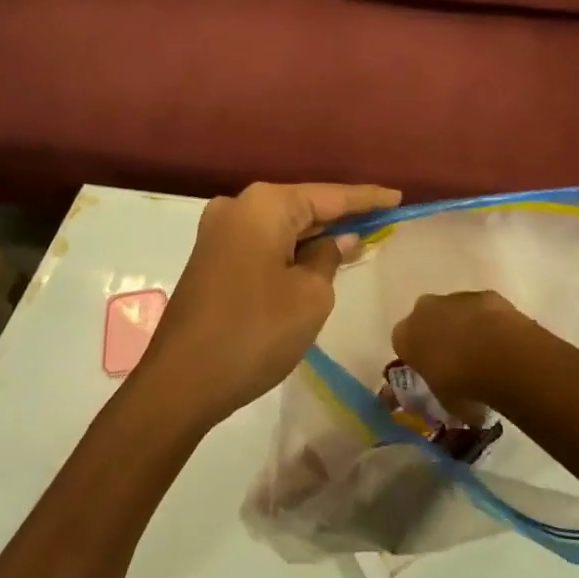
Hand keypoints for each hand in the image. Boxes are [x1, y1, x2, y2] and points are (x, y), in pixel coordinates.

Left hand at [137, 181, 400, 427]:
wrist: (180, 382)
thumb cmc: (255, 331)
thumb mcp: (310, 296)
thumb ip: (329, 258)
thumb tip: (336, 240)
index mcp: (264, 205)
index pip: (329, 195)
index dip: (366, 198)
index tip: (398, 197)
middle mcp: (238, 206)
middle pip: (303, 205)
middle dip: (340, 216)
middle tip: (381, 220)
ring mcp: (218, 232)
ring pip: (281, 226)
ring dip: (314, 235)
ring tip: (355, 239)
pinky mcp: (211, 258)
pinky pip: (263, 243)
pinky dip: (290, 250)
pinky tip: (313, 260)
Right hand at [390, 290, 537, 412]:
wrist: (498, 355)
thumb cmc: (460, 383)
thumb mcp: (444, 401)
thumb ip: (441, 395)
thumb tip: (453, 402)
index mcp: (405, 335)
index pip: (403, 344)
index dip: (418, 358)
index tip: (431, 372)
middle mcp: (423, 310)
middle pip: (426, 321)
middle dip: (438, 336)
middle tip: (456, 362)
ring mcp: (454, 298)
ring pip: (454, 312)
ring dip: (464, 328)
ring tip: (484, 355)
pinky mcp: (483, 295)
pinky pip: (481, 309)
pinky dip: (488, 322)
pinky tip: (502, 343)